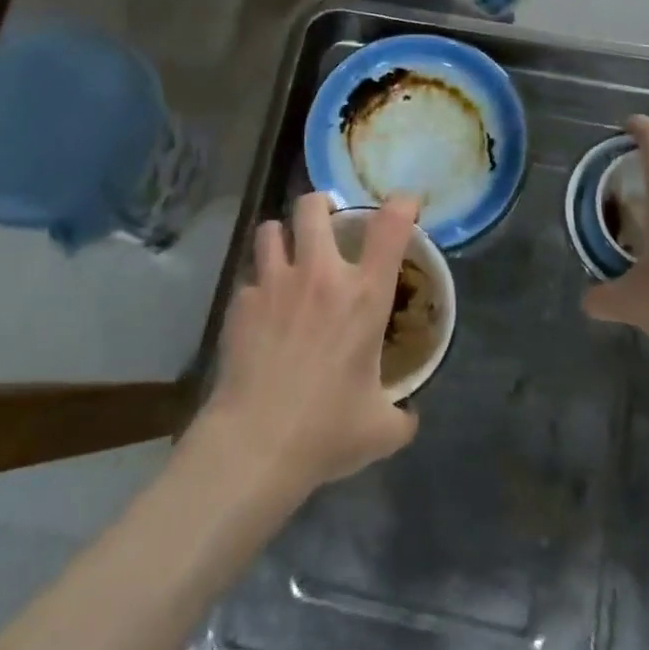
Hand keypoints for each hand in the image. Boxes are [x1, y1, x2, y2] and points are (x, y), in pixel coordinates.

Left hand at [203, 192, 418, 496]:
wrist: (255, 444)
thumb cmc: (326, 431)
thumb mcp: (380, 429)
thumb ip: (401, 415)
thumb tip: (408, 416)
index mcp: (363, 295)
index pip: (390, 227)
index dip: (401, 204)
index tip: (404, 206)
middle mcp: (320, 275)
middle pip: (313, 206)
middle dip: (321, 205)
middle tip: (326, 222)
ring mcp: (274, 284)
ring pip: (271, 229)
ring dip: (282, 236)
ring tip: (287, 254)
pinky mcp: (240, 303)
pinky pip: (249, 277)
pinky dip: (257, 287)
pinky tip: (260, 312)